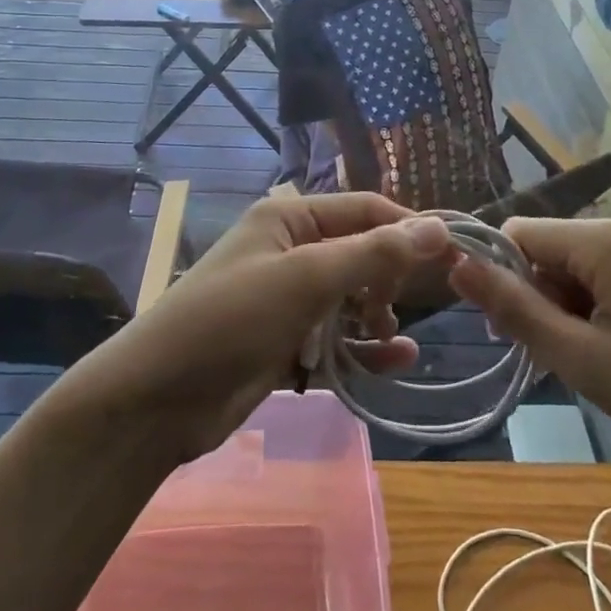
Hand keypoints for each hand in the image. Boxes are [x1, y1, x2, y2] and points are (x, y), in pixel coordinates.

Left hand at [54, 193, 453, 462]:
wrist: (157, 400)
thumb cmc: (231, 319)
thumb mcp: (305, 278)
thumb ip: (372, 252)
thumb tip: (437, 227)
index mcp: (288, 219)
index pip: (363, 210)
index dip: (408, 228)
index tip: (453, 255)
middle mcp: (290, 251)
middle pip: (360, 254)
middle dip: (387, 277)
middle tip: (397, 305)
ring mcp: (287, 301)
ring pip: (352, 299)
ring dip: (377, 315)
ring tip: (389, 335)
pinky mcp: (285, 344)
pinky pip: (338, 339)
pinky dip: (364, 350)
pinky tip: (396, 362)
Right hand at [449, 216, 610, 467]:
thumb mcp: (581, 356)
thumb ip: (514, 308)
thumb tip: (455, 264)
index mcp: (604, 239)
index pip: (519, 233)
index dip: (502, 277)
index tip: (511, 332)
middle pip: (548, 250)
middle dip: (538, 298)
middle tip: (559, 357)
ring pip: (576, 267)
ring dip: (567, 309)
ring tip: (593, 361)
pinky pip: (607, 276)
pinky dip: (595, 309)